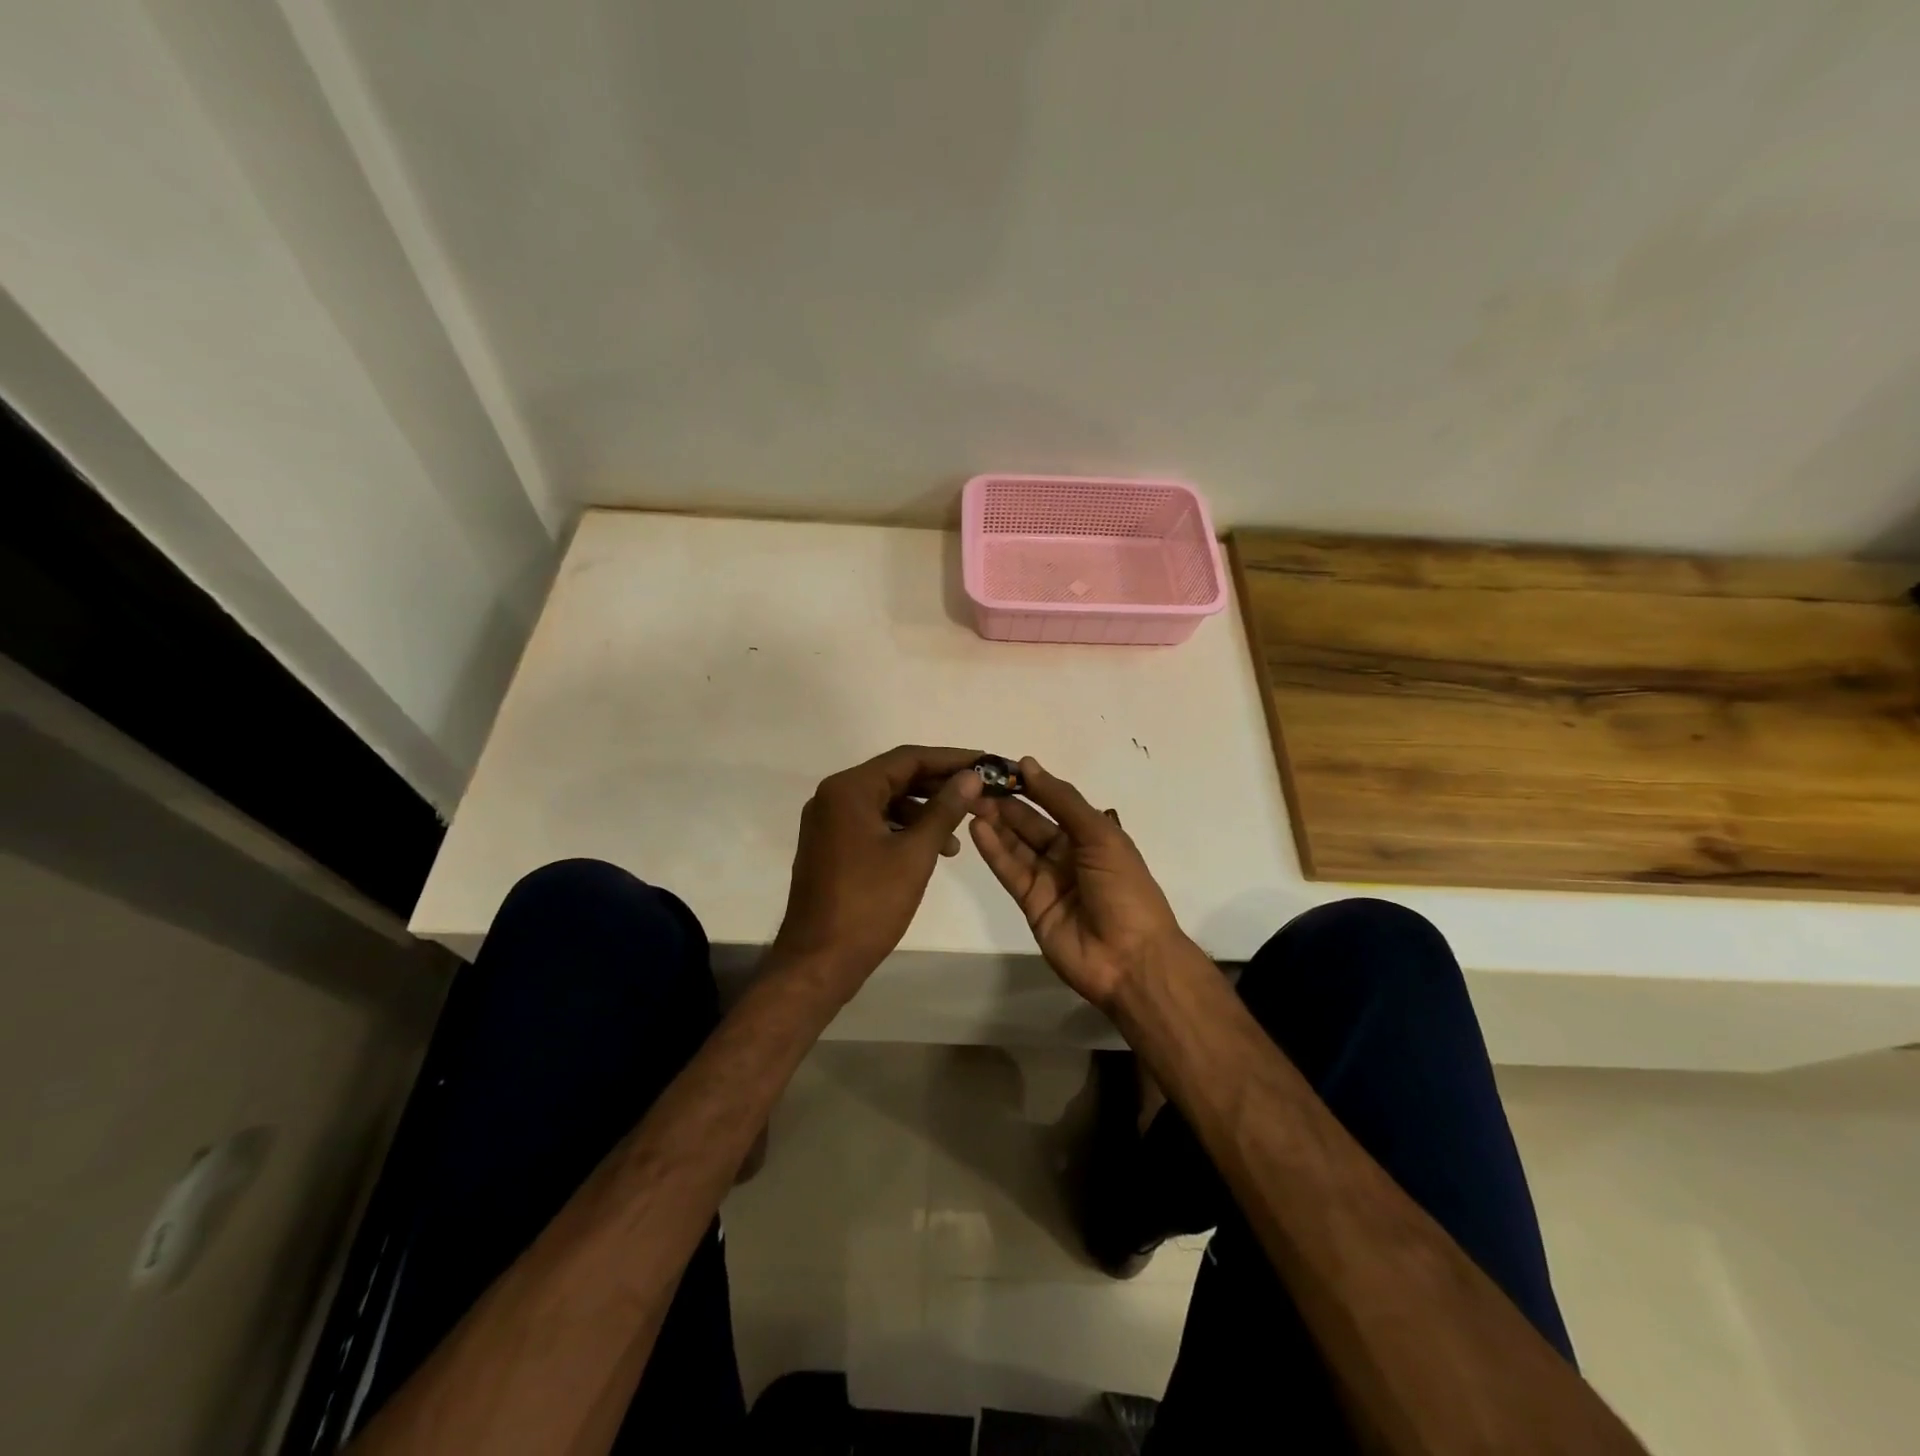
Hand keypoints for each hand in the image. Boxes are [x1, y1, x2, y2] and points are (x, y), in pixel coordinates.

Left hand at [772, 745, 984, 996]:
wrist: (818, 961)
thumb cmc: (869, 904)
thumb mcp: (915, 854)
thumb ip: (944, 810)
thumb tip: (971, 777)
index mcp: (849, 790)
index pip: (907, 758)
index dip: (950, 759)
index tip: (985, 763)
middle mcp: (833, 796)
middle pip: (896, 777)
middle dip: (939, 786)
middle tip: (980, 795)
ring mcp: (829, 822)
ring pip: (886, 801)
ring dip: (923, 811)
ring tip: (958, 835)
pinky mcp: (831, 845)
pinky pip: (873, 822)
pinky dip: (903, 829)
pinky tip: (931, 850)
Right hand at [969, 757, 1186, 1009]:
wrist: (1130, 959)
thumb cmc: (1124, 889)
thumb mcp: (1100, 836)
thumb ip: (1063, 801)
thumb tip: (1028, 764)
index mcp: (1091, 835)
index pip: (1054, 803)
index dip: (1030, 785)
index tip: (1000, 766)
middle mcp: (1068, 854)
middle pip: (1030, 823)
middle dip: (1005, 803)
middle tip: (974, 783)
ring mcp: (1048, 880)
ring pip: (1016, 845)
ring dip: (995, 823)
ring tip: (969, 800)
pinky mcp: (1030, 903)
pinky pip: (1009, 871)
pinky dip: (993, 850)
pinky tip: (977, 827)